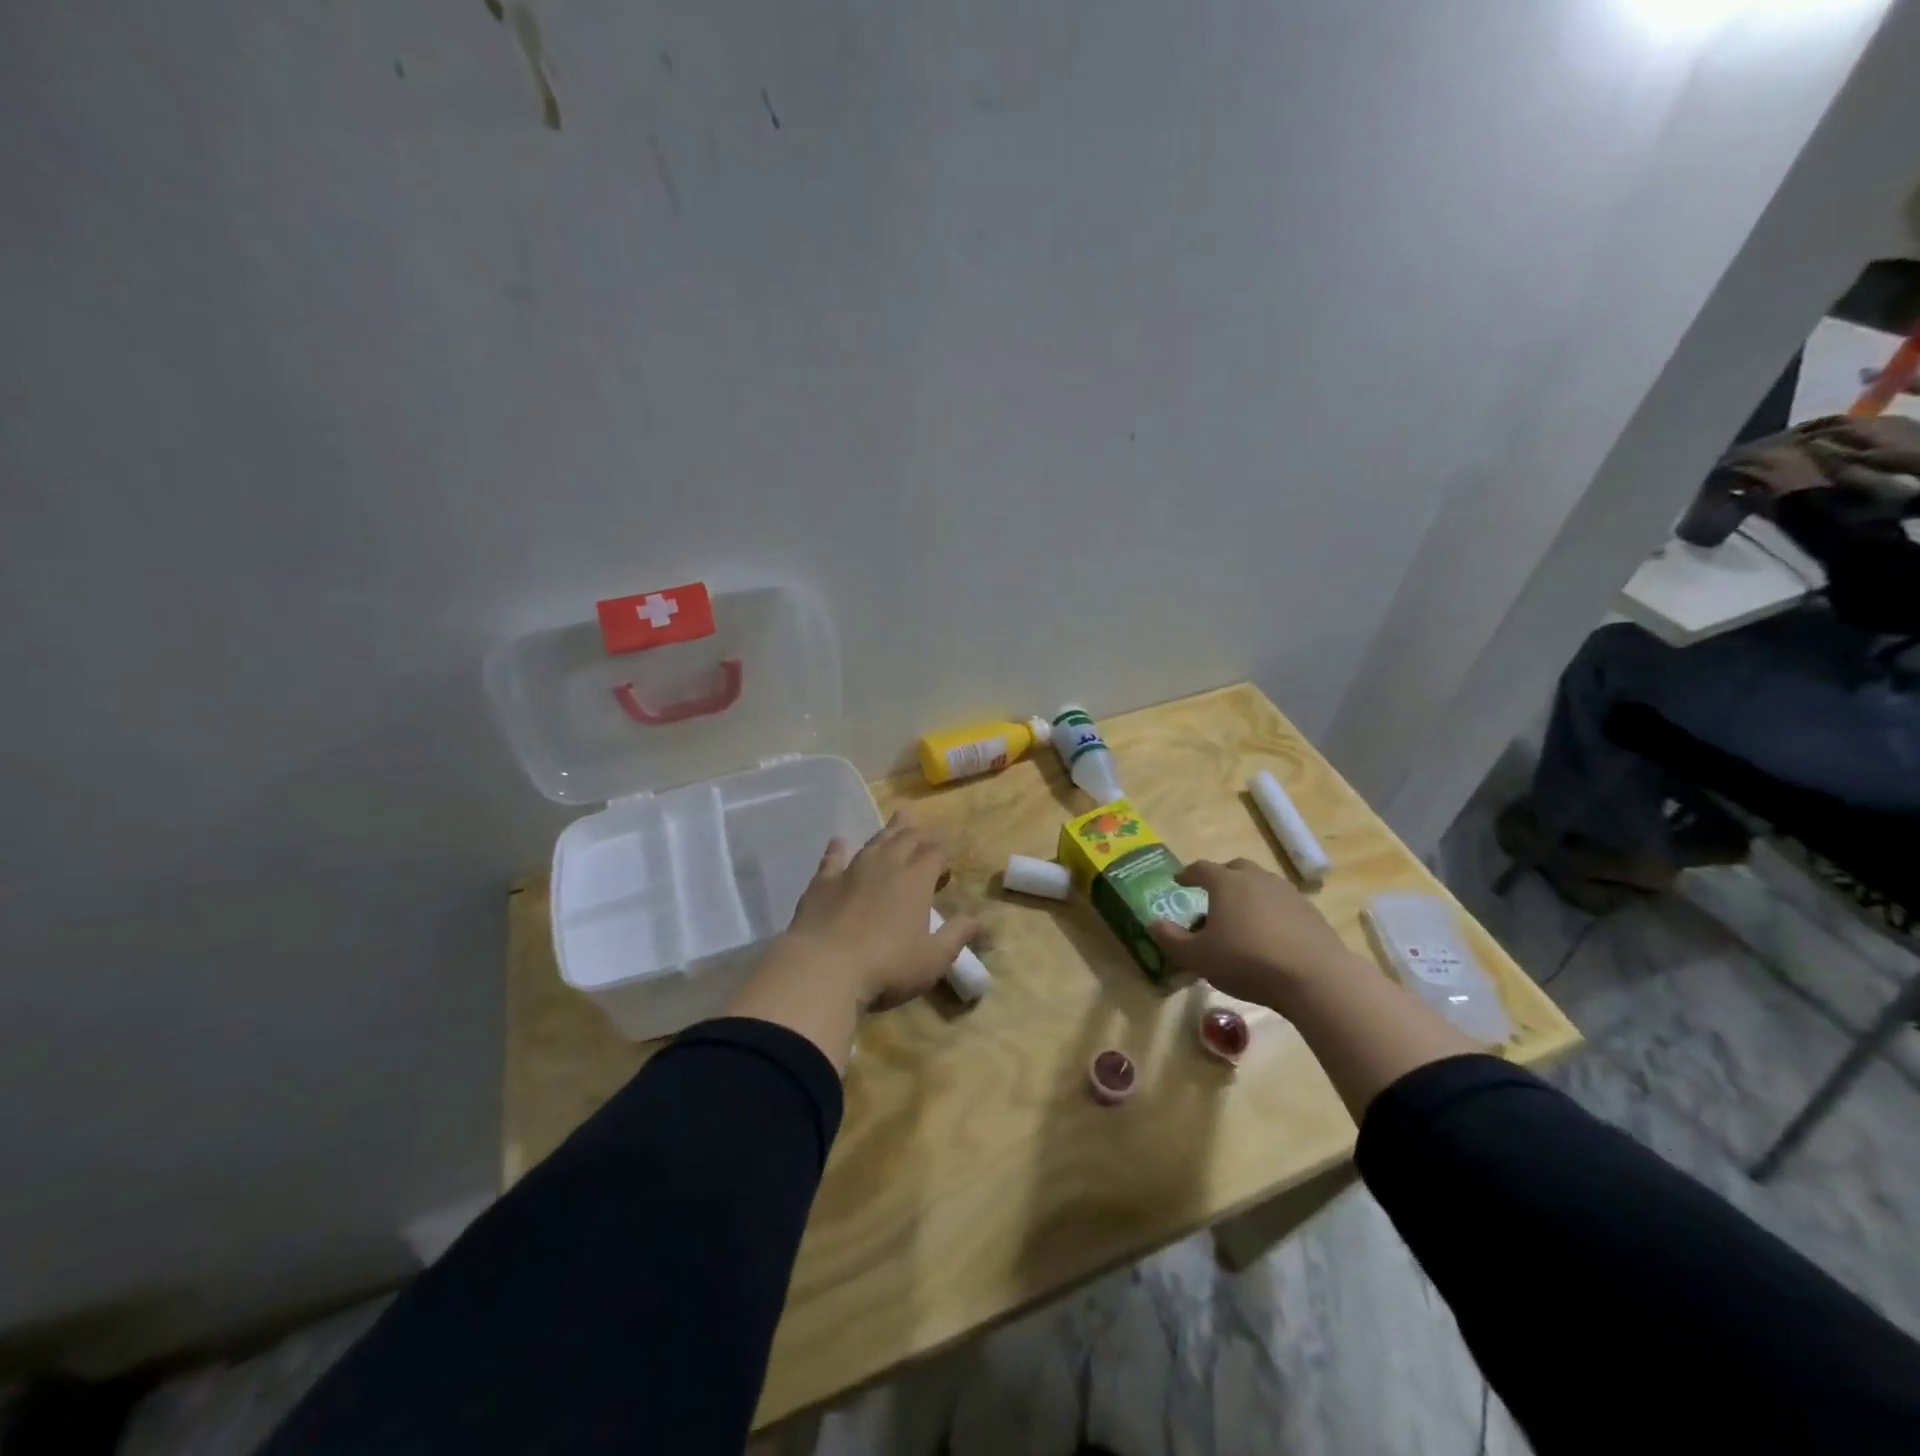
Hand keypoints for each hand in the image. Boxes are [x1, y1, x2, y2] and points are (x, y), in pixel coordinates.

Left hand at [774, 812, 980, 1007]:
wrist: (822, 969)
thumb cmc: (887, 966)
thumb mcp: (933, 958)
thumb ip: (958, 935)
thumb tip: (984, 921)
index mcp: (916, 879)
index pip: (934, 852)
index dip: (943, 851)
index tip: (947, 856)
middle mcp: (885, 865)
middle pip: (905, 839)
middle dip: (918, 833)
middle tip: (924, 832)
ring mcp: (851, 871)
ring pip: (874, 842)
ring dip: (887, 832)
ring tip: (897, 822)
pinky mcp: (821, 884)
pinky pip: (832, 859)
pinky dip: (837, 849)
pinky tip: (838, 842)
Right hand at [1146, 858, 1356, 1008]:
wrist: (1314, 977)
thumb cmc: (1247, 961)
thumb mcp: (1197, 957)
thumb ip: (1171, 939)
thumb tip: (1152, 923)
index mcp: (1226, 883)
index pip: (1200, 869)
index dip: (1187, 874)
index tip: (1179, 882)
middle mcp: (1256, 878)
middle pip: (1235, 868)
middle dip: (1221, 878)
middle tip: (1212, 896)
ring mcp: (1287, 892)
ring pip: (1261, 884)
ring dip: (1248, 894)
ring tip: (1242, 916)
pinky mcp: (1310, 912)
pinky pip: (1282, 903)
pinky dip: (1271, 911)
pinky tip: (1270, 934)